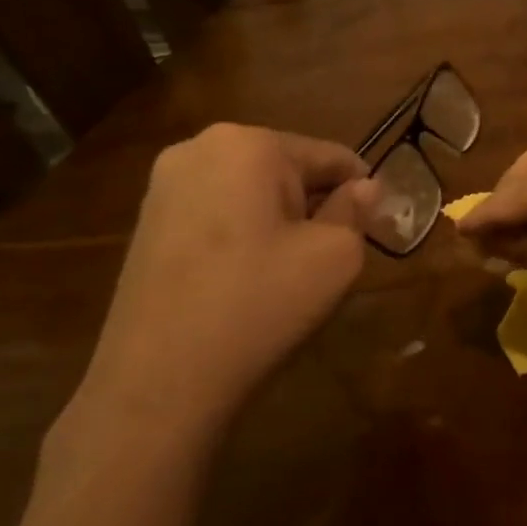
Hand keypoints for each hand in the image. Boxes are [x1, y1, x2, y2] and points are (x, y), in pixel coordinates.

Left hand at [68, 125, 379, 446]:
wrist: (159, 381)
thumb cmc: (259, 304)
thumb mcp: (335, 255)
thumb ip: (356, 211)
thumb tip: (365, 187)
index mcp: (249, 144)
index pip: (330, 156)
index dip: (363, 190)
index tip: (379, 225)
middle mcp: (200, 148)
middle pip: (288, 168)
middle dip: (316, 204)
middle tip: (333, 254)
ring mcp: (164, 185)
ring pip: (252, 191)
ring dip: (281, 220)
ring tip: (291, 270)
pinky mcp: (147, 222)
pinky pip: (219, 212)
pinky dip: (245, 233)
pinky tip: (249, 278)